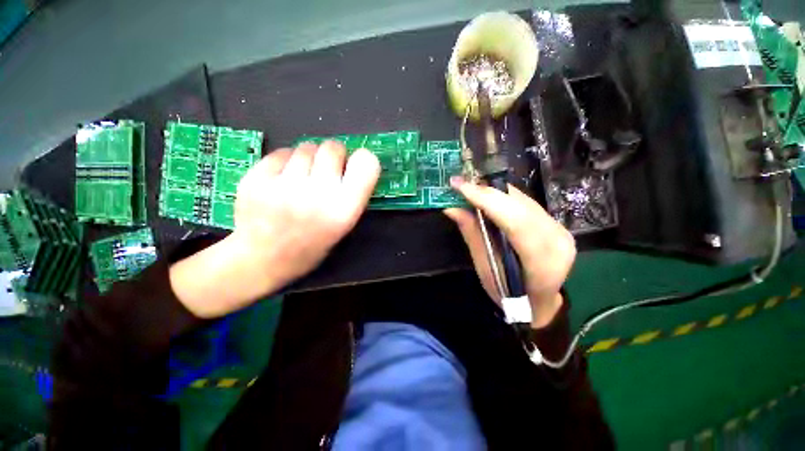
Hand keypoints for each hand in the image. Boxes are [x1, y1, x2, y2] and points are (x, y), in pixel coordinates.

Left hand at [170, 141, 380, 317]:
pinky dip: (286, 160)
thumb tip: (354, 160)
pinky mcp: (256, 178)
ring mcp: (284, 185)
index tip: (355, 166)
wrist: (261, 259)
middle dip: (333, 155)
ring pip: (306, 146)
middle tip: (326, 171)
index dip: (363, 160)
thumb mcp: (344, 226)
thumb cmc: (311, 246)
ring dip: (309, 157)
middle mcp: (318, 194)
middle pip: (333, 148)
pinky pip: (282, 152)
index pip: (366, 164)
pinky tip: (282, 179)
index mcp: (344, 210)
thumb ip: (354, 194)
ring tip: (302, 177)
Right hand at [444, 178, 575, 327]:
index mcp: (543, 262)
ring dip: (494, 191)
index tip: (460, 186)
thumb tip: (451, 207)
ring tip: (470, 188)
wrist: (539, 302)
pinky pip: (526, 202)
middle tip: (461, 184)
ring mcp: (560, 228)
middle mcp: (558, 239)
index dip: (487, 200)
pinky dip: (503, 197)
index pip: (516, 222)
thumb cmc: (509, 294)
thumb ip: (472, 235)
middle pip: (520, 205)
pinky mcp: (555, 222)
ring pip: (523, 199)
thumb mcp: (485, 269)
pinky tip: (487, 196)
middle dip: (487, 192)